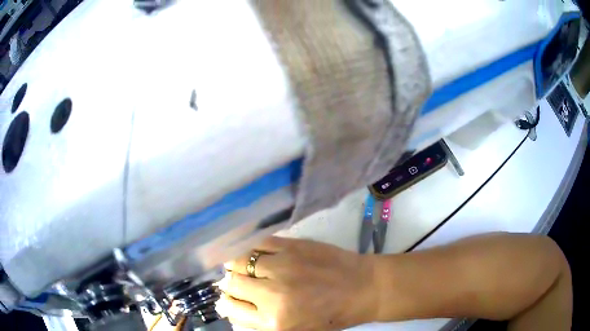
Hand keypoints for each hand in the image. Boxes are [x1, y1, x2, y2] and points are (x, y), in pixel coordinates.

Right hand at [217, 237, 376, 330]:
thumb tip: (232, 306)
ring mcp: (281, 267)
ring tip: (243, 266)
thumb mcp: (296, 330)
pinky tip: (252, 250)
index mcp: (274, 322)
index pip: (232, 308)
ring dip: (236, 264)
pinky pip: (258, 243)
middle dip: (231, 283)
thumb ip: (262, 322)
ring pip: (239, 261)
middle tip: (238, 282)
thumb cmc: (333, 315)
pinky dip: (250, 247)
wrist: (364, 288)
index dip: (227, 302)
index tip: (229, 298)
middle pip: (232, 283)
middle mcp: (272, 295)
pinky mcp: (292, 247)